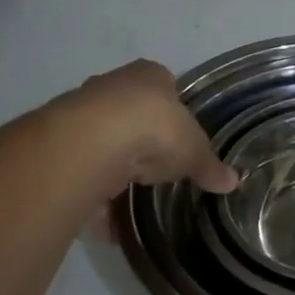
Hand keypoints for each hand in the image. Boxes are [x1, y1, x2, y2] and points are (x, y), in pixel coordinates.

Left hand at [63, 60, 237, 198]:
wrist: (94, 141)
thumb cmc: (156, 129)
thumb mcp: (194, 151)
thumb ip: (210, 166)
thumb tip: (234, 182)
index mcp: (150, 75)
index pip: (163, 85)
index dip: (170, 111)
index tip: (176, 137)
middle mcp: (113, 84)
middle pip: (128, 111)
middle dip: (138, 139)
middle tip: (151, 169)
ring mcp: (82, 110)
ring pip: (101, 140)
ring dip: (111, 168)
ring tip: (125, 198)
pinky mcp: (60, 140)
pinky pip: (81, 170)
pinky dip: (91, 193)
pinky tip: (102, 219)